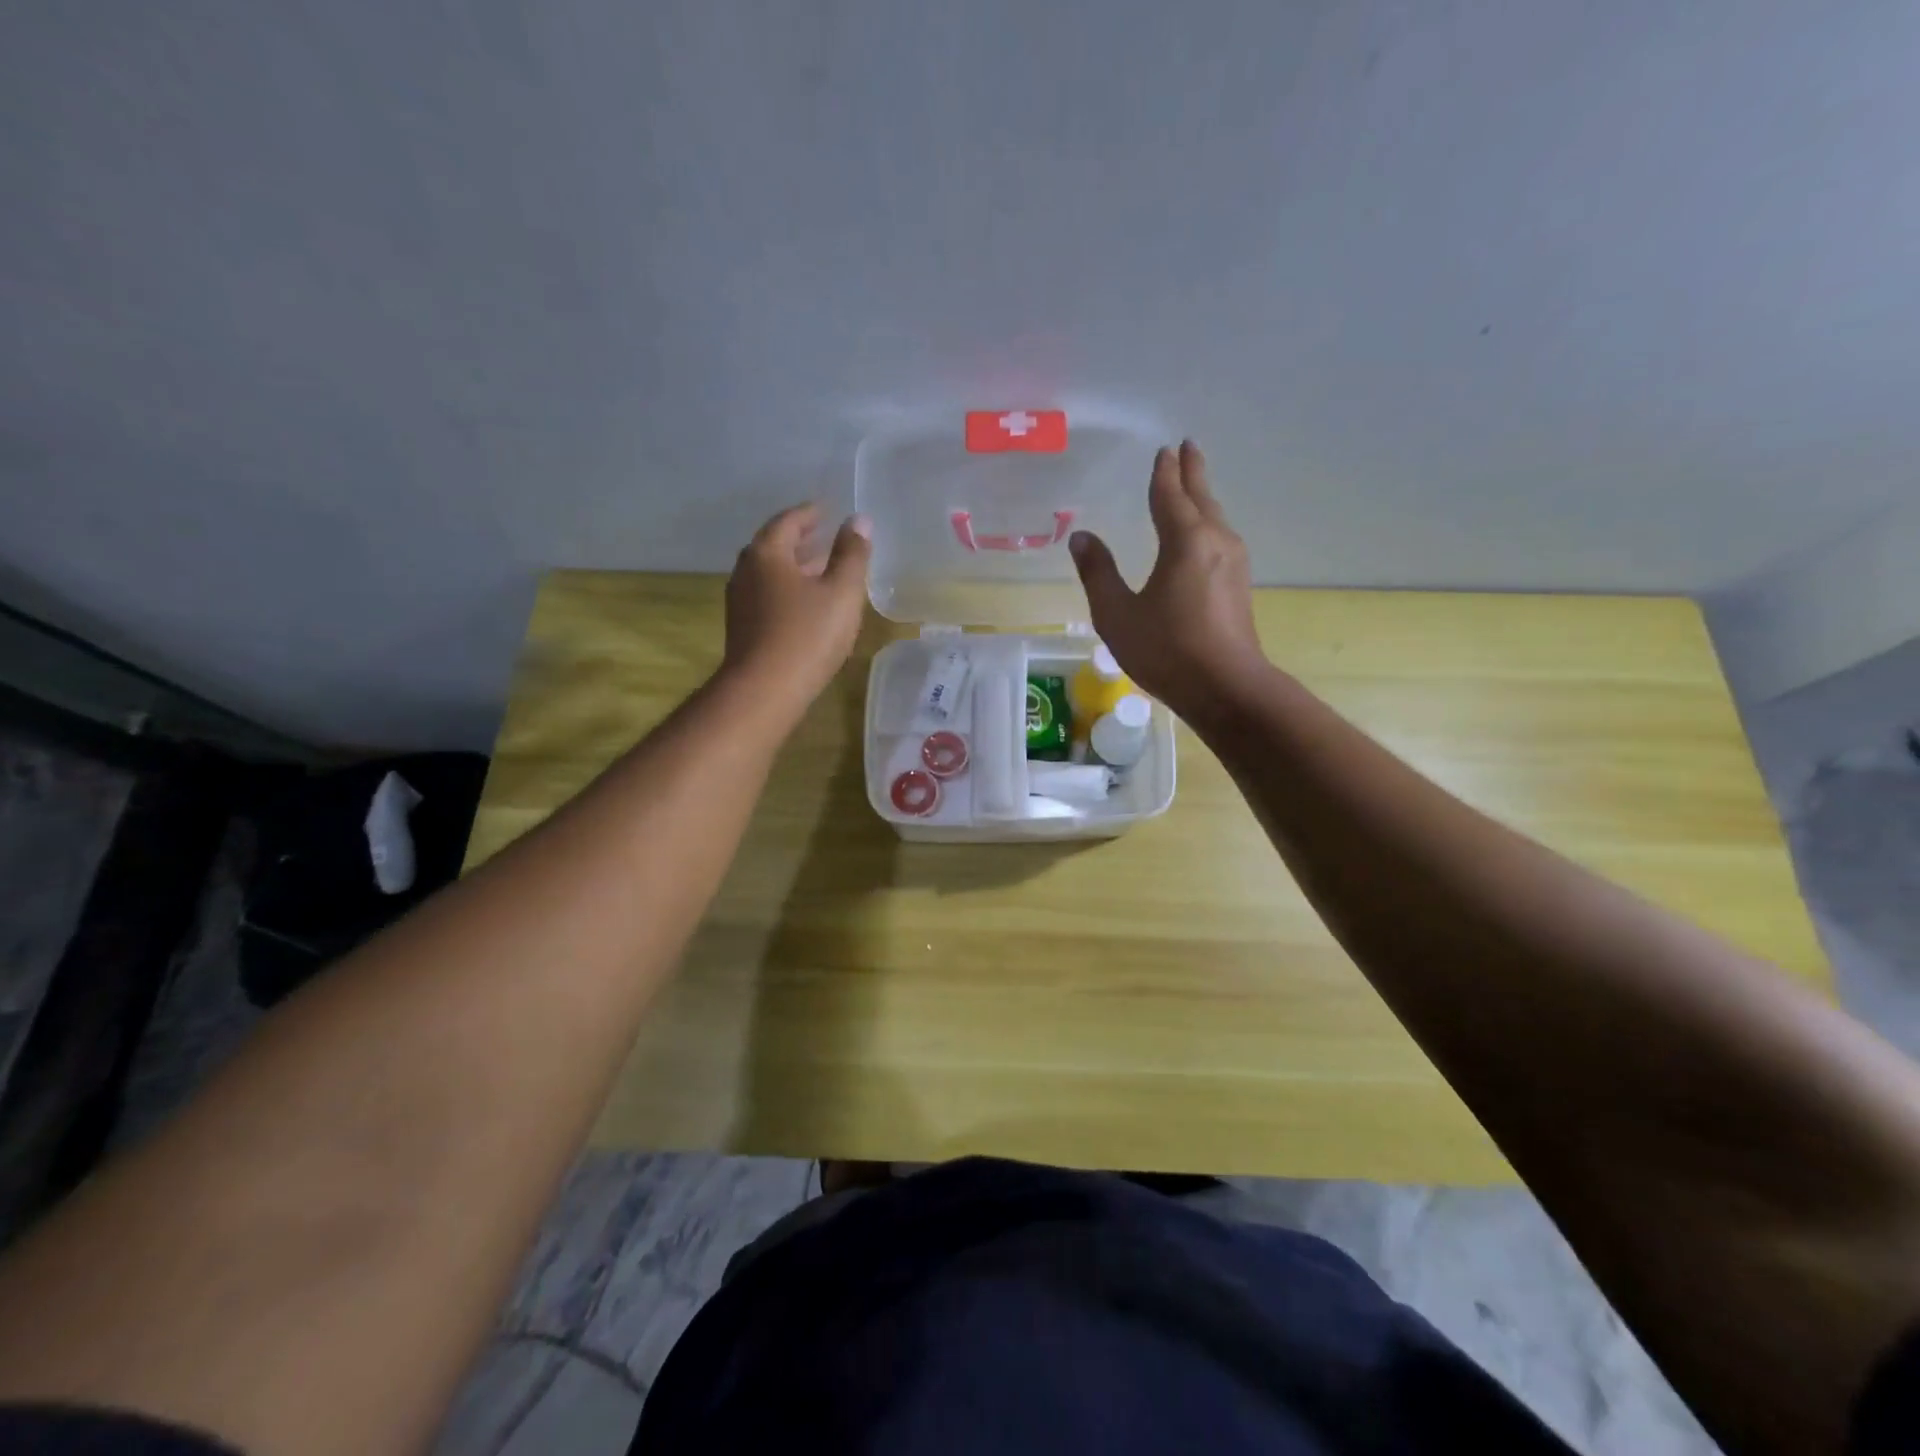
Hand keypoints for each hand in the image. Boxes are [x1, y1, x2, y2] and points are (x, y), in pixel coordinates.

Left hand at [723, 504, 872, 718]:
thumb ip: (852, 554)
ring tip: (822, 571)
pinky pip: (767, 596)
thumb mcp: (841, 592)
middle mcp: (745, 571)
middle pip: (774, 546)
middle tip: (827, 538)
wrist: (764, 691)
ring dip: (795, 568)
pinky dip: (788, 590)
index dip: (810, 514)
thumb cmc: (807, 635)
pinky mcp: (742, 628)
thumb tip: (858, 521)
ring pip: (770, 573)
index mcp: (767, 553)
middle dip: (801, 540)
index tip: (828, 511)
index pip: (788, 521)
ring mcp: (740, 601)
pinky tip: (807, 605)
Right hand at [1069, 441, 1272, 725]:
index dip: (1163, 474)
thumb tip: (1081, 537)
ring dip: (1202, 497)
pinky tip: (1205, 534)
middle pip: (1201, 498)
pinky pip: (1220, 538)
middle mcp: (1214, 542)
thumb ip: (1098, 573)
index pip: (1170, 496)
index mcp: (1184, 541)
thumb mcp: (1117, 614)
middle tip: (1188, 448)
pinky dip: (1208, 522)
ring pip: (1215, 518)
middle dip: (1192, 472)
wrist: (1225, 688)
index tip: (1164, 451)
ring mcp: (1233, 563)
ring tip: (1193, 485)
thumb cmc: (1166, 650)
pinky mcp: (1239, 585)